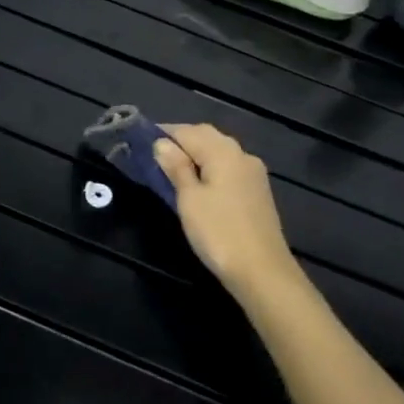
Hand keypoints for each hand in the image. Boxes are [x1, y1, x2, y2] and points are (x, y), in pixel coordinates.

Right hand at [153, 124, 300, 297]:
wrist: (262, 271)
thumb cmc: (219, 233)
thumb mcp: (189, 199)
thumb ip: (176, 168)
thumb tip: (161, 143)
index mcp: (224, 152)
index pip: (188, 131)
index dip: (164, 133)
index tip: (141, 141)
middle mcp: (242, 155)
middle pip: (207, 137)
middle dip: (181, 141)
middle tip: (155, 155)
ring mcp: (253, 174)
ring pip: (220, 153)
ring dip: (196, 155)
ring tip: (172, 169)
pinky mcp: (257, 192)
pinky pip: (229, 169)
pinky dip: (210, 169)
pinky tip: (198, 184)